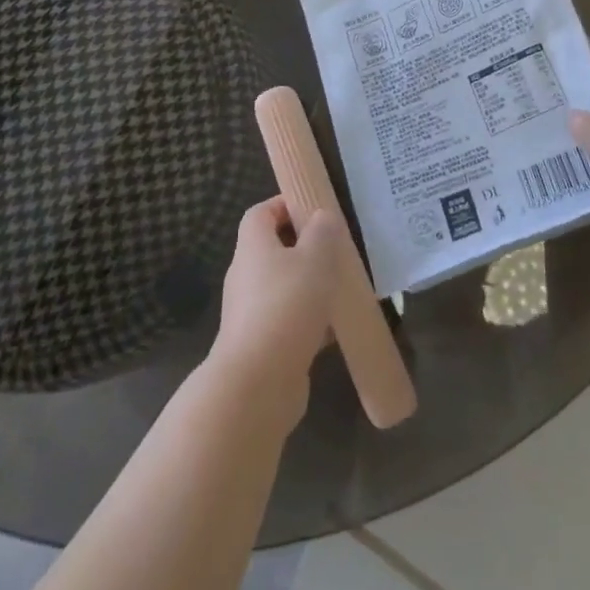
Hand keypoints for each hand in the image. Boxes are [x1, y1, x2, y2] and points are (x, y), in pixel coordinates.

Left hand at [209, 197, 342, 425]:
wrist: (256, 384)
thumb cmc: (286, 306)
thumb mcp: (315, 258)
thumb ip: (322, 232)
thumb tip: (322, 216)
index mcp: (253, 246)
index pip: (261, 213)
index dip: (285, 205)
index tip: (315, 209)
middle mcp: (246, 275)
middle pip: (273, 249)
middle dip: (305, 247)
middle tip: (337, 249)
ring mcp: (252, 312)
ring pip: (285, 287)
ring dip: (311, 286)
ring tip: (343, 287)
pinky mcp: (263, 344)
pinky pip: (290, 321)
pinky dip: (312, 320)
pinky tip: (338, 328)